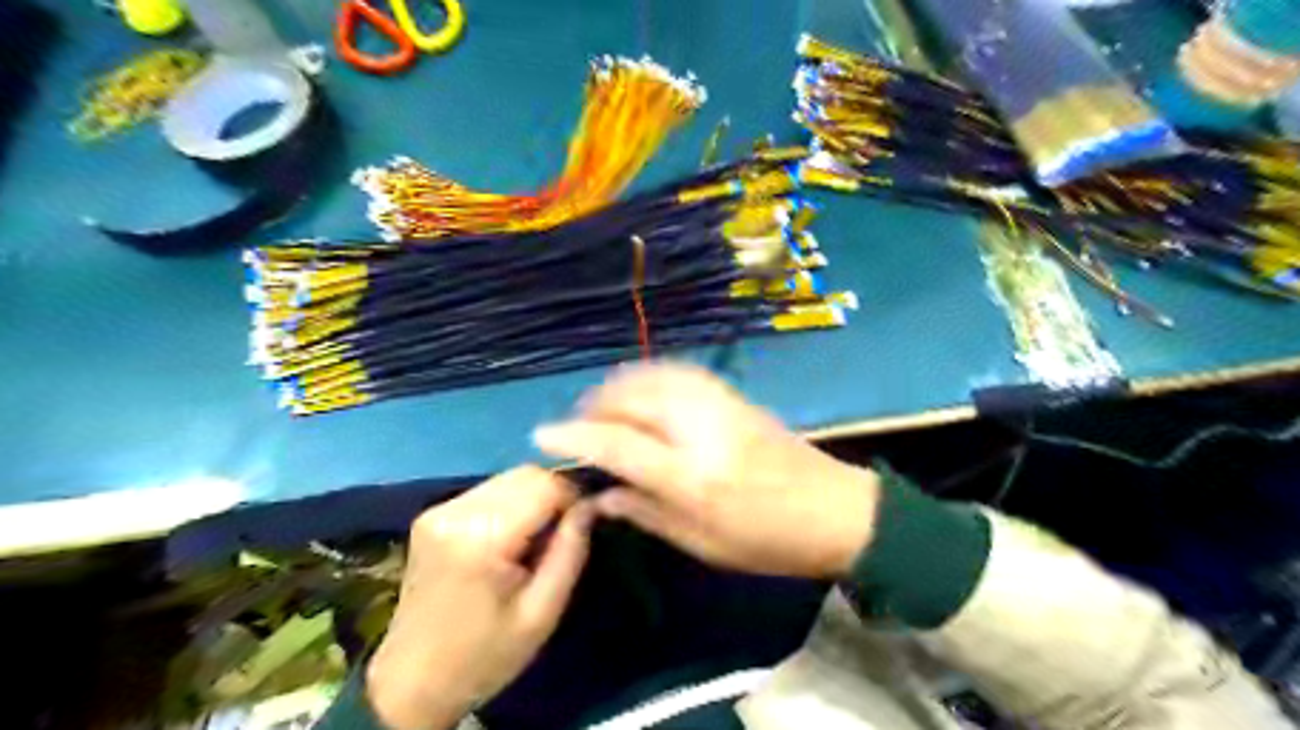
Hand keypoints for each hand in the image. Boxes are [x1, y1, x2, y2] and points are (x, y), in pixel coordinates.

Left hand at [361, 467, 591, 728]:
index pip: (546, 485)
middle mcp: (457, 511)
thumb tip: (593, 503)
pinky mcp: (432, 513)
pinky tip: (512, 536)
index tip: (586, 522)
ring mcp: (440, 509)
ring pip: (509, 477)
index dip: (575, 496)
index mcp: (482, 537)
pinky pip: (489, 490)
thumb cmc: (485, 655)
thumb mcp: (543, 612)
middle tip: (564, 532)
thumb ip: (571, 550)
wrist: (413, 682)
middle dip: (555, 493)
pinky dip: (511, 502)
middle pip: (527, 474)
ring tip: (538, 537)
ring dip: (534, 496)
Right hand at [534, 362, 877, 577]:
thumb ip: (646, 513)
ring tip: (602, 407)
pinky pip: (678, 373)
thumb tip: (601, 496)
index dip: (575, 435)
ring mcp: (720, 406)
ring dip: (618, 386)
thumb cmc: (768, 541)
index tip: (542, 434)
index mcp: (692, 476)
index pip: (619, 444)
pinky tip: (640, 391)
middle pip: (633, 399)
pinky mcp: (734, 395)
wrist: (836, 510)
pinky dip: (648, 377)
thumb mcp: (702, 543)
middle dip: (594, 406)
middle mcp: (701, 430)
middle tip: (576, 425)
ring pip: (654, 377)